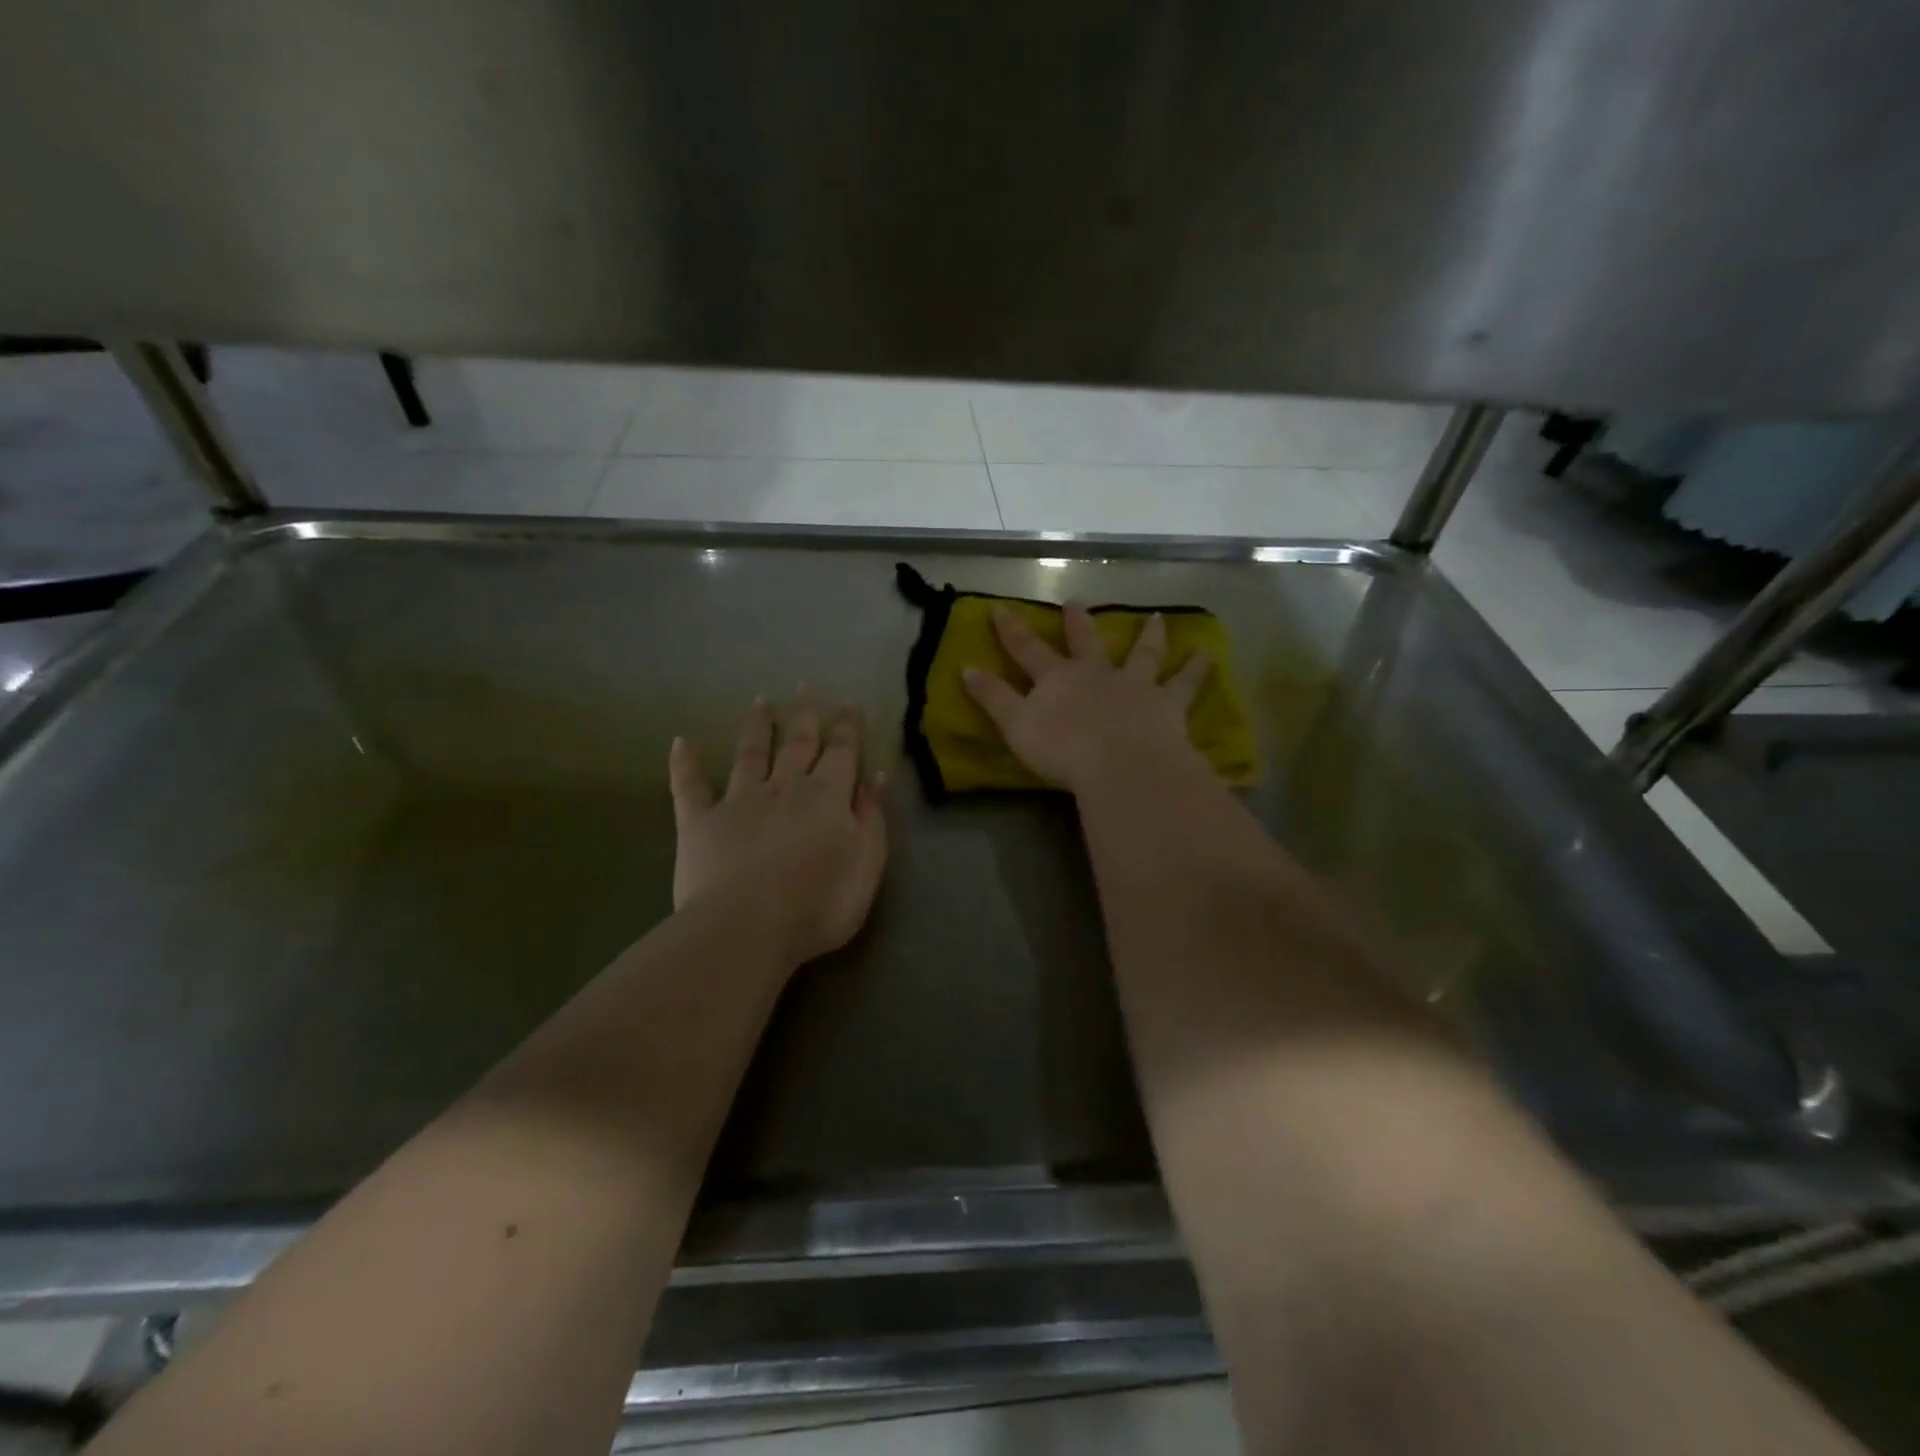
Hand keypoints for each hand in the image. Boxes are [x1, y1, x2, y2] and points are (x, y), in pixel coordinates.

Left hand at [669, 691, 887, 966]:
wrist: (748, 927)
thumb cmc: (820, 903)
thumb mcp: (867, 863)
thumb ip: (872, 817)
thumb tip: (875, 777)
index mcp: (827, 796)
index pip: (842, 752)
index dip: (847, 727)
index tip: (849, 704)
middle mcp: (784, 787)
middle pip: (798, 743)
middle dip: (805, 714)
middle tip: (806, 687)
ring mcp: (739, 801)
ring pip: (750, 754)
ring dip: (757, 727)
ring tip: (760, 702)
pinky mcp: (699, 822)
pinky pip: (690, 787)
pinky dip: (685, 764)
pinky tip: (680, 742)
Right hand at [962, 605, 1212, 793]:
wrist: (1121, 766)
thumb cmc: (1063, 751)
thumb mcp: (1016, 727)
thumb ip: (993, 698)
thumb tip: (966, 669)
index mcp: (1058, 679)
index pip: (1027, 649)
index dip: (1011, 630)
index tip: (1000, 609)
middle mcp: (1097, 673)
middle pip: (1086, 642)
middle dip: (1078, 623)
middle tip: (1077, 602)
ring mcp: (1136, 685)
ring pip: (1143, 654)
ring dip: (1148, 635)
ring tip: (1157, 618)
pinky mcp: (1168, 705)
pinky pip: (1185, 684)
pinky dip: (1196, 669)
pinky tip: (1208, 654)